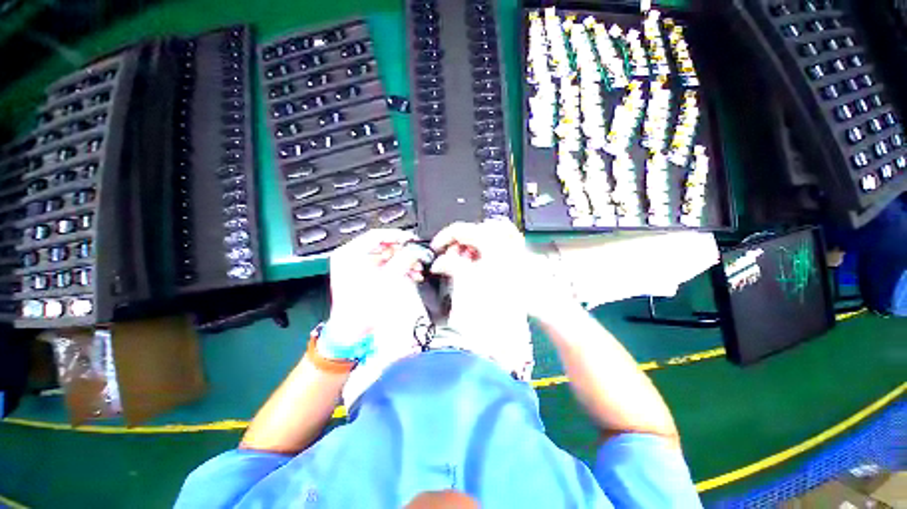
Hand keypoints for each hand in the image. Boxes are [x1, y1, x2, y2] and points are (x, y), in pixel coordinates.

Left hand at [323, 229, 426, 358]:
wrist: (352, 330)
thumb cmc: (361, 308)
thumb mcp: (387, 280)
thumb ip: (403, 261)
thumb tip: (415, 250)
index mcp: (349, 254)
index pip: (376, 235)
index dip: (398, 236)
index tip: (412, 240)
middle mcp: (351, 258)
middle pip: (383, 246)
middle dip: (403, 252)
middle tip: (417, 256)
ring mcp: (358, 267)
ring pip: (386, 256)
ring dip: (403, 262)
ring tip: (416, 269)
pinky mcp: (365, 276)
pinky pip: (385, 266)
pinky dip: (398, 269)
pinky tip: (411, 275)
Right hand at [430, 219, 576, 331]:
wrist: (539, 298)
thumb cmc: (512, 289)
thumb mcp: (475, 278)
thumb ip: (452, 266)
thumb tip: (439, 263)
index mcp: (489, 235)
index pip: (458, 229)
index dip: (442, 239)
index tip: (436, 250)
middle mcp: (500, 232)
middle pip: (468, 232)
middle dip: (457, 247)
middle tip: (453, 263)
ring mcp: (509, 237)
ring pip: (480, 236)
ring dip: (470, 248)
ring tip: (469, 264)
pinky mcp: (515, 244)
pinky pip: (493, 239)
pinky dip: (484, 247)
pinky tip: (483, 260)